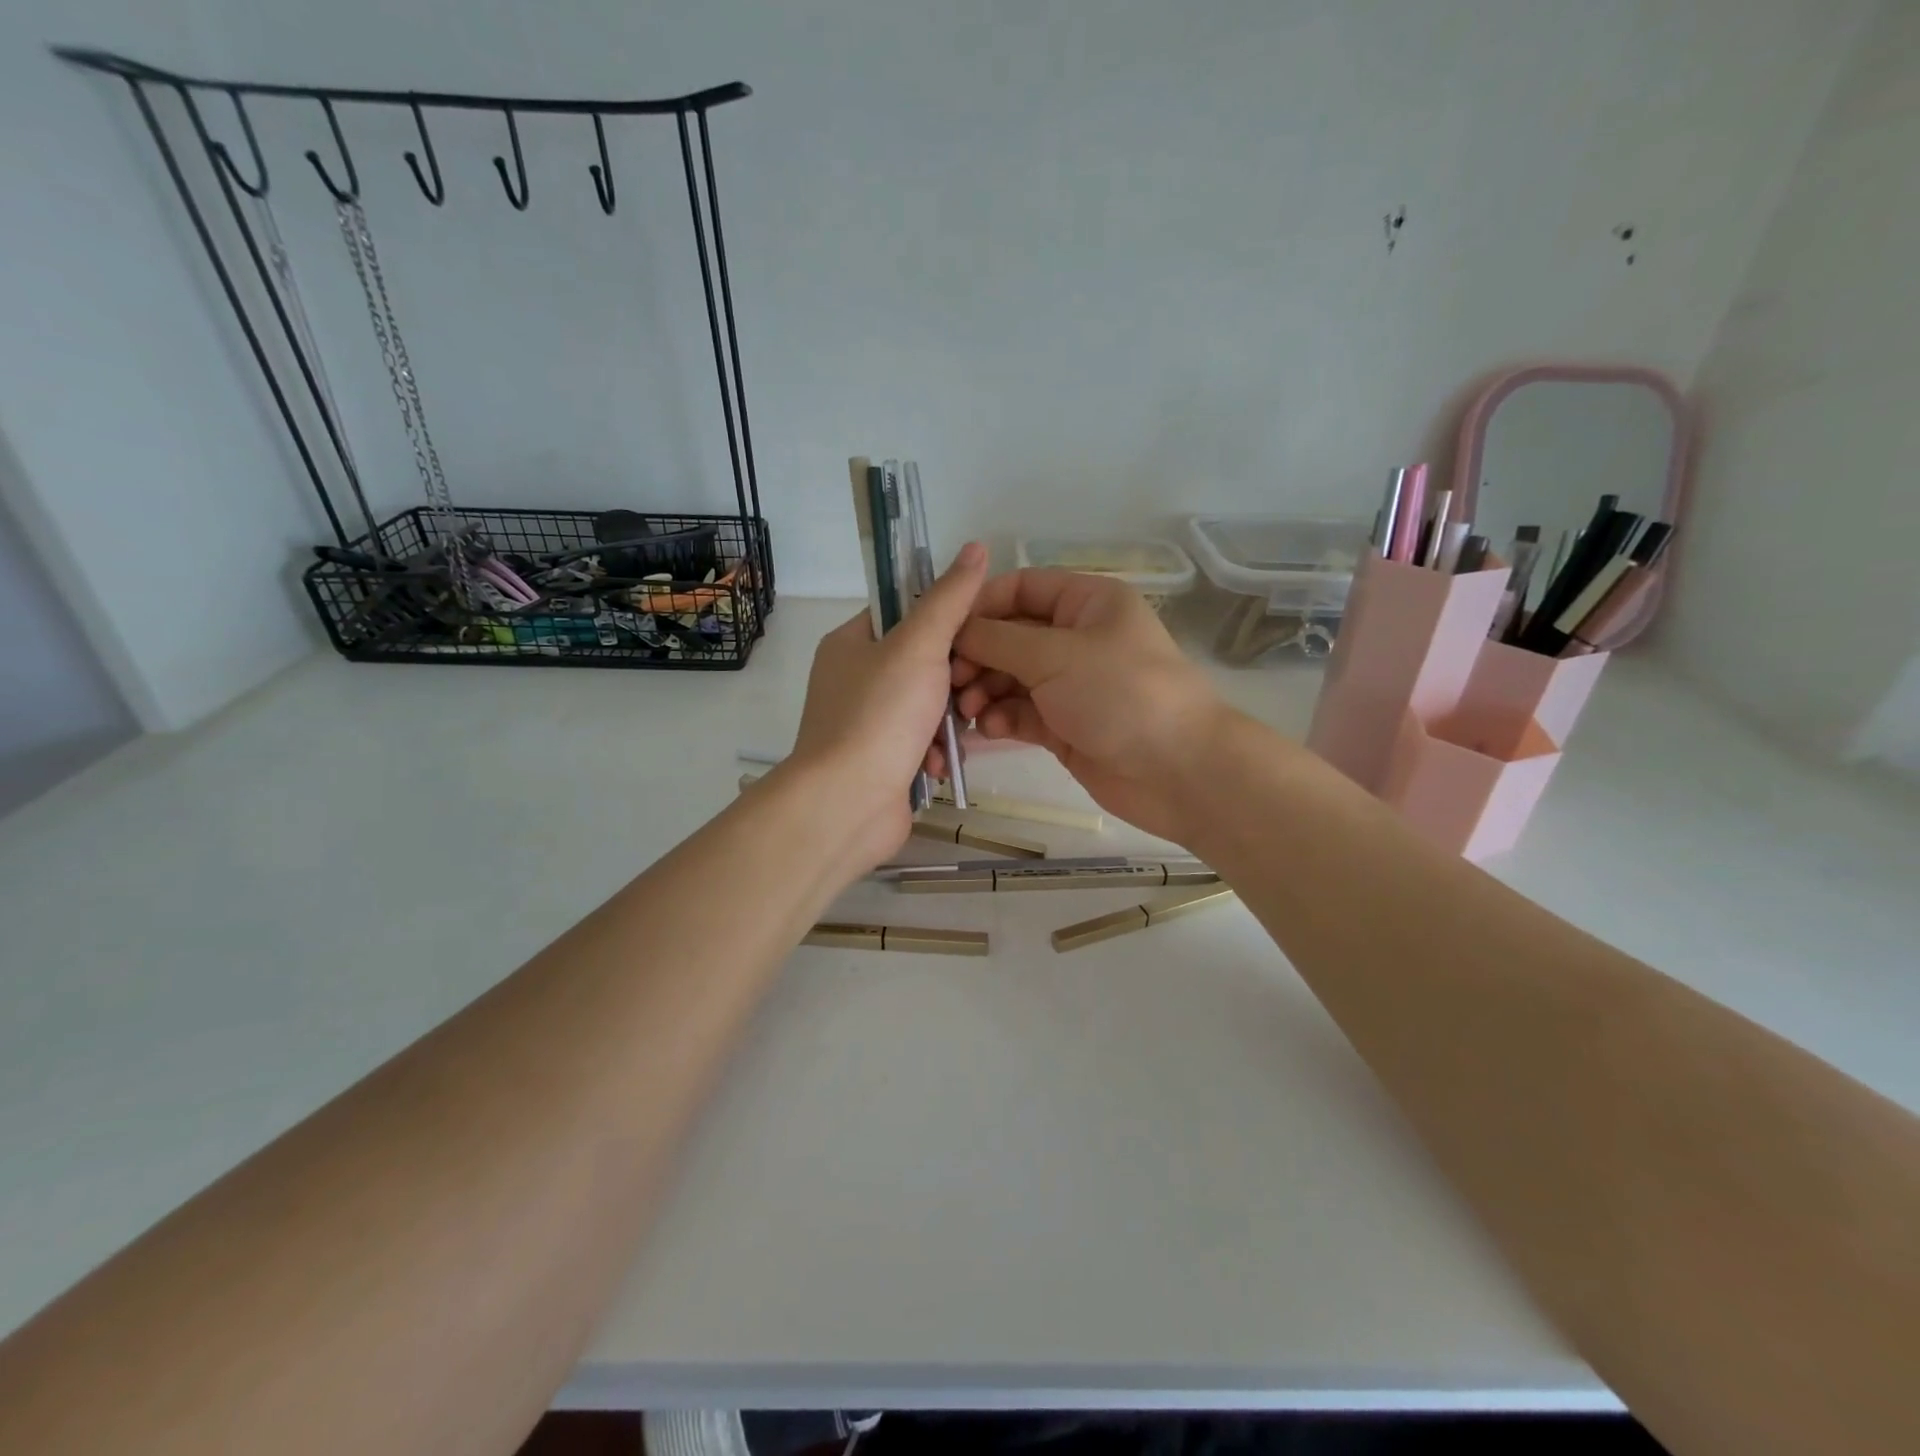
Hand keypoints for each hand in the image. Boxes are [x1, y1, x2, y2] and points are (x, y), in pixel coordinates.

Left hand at [781, 541, 988, 874]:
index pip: (906, 613)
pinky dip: (937, 754)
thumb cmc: (879, 716)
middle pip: (925, 663)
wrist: (847, 804)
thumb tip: (976, 547)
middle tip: (971, 692)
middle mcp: (856, 680)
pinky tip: (940, 767)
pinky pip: (924, 744)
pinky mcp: (883, 762)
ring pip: (931, 707)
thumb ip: (950, 599)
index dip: (947, 620)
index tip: (980, 635)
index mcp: (852, 643)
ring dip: (950, 723)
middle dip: (956, 682)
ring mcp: (869, 724)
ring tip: (957, 735)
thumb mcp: (919, 646)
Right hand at [952, 569, 1230, 843]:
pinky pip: (1021, 713)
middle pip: (1010, 636)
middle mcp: (1077, 638)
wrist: (1178, 770)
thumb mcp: (1055, 655)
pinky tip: (988, 728)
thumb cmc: (1120, 694)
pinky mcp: (1065, 726)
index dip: (980, 606)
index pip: (1021, 589)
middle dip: (978, 655)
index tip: (944, 632)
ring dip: (984, 689)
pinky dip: (1001, 718)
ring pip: (1011, 677)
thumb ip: (998, 640)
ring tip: (966, 708)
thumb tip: (956, 630)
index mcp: (1087, 603)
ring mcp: (1071, 685)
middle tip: (950, 680)